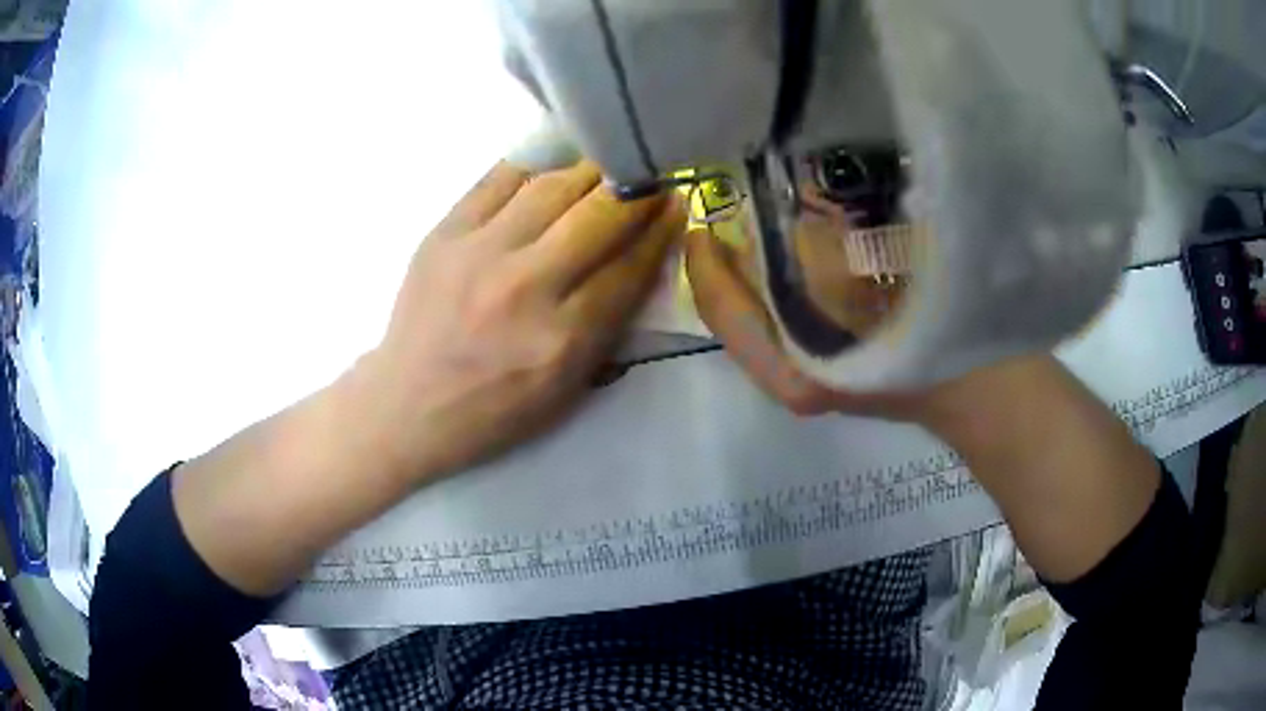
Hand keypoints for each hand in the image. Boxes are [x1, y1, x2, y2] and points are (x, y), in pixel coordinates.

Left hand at [366, 161, 683, 478]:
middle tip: (649, 177)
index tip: (678, 204)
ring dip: (590, 171)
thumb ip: (609, 324)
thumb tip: (641, 255)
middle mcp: (525, 286)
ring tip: (606, 168)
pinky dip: (535, 168)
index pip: (630, 265)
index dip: (662, 229)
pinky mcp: (444, 233)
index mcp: (562, 339)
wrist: (409, 405)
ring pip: (553, 185)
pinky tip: (552, 169)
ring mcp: (479, 252)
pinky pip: (500, 179)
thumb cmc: (495, 410)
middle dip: (636, 189)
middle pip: (599, 214)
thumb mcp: (568, 389)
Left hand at [683, 227, 1019, 423]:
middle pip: (738, 314)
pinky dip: (786, 277)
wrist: (995, 395)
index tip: (702, 211)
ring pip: (764, 315)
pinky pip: (791, 315)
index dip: (706, 260)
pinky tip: (799, 240)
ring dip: (755, 267)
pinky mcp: (839, 364)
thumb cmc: (949, 341)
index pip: (725, 311)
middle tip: (727, 203)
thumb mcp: (886, 284)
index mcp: (796, 372)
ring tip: (754, 213)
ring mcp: (817, 375)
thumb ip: (824, 250)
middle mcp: (794, 380)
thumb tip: (778, 214)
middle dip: (729, 259)